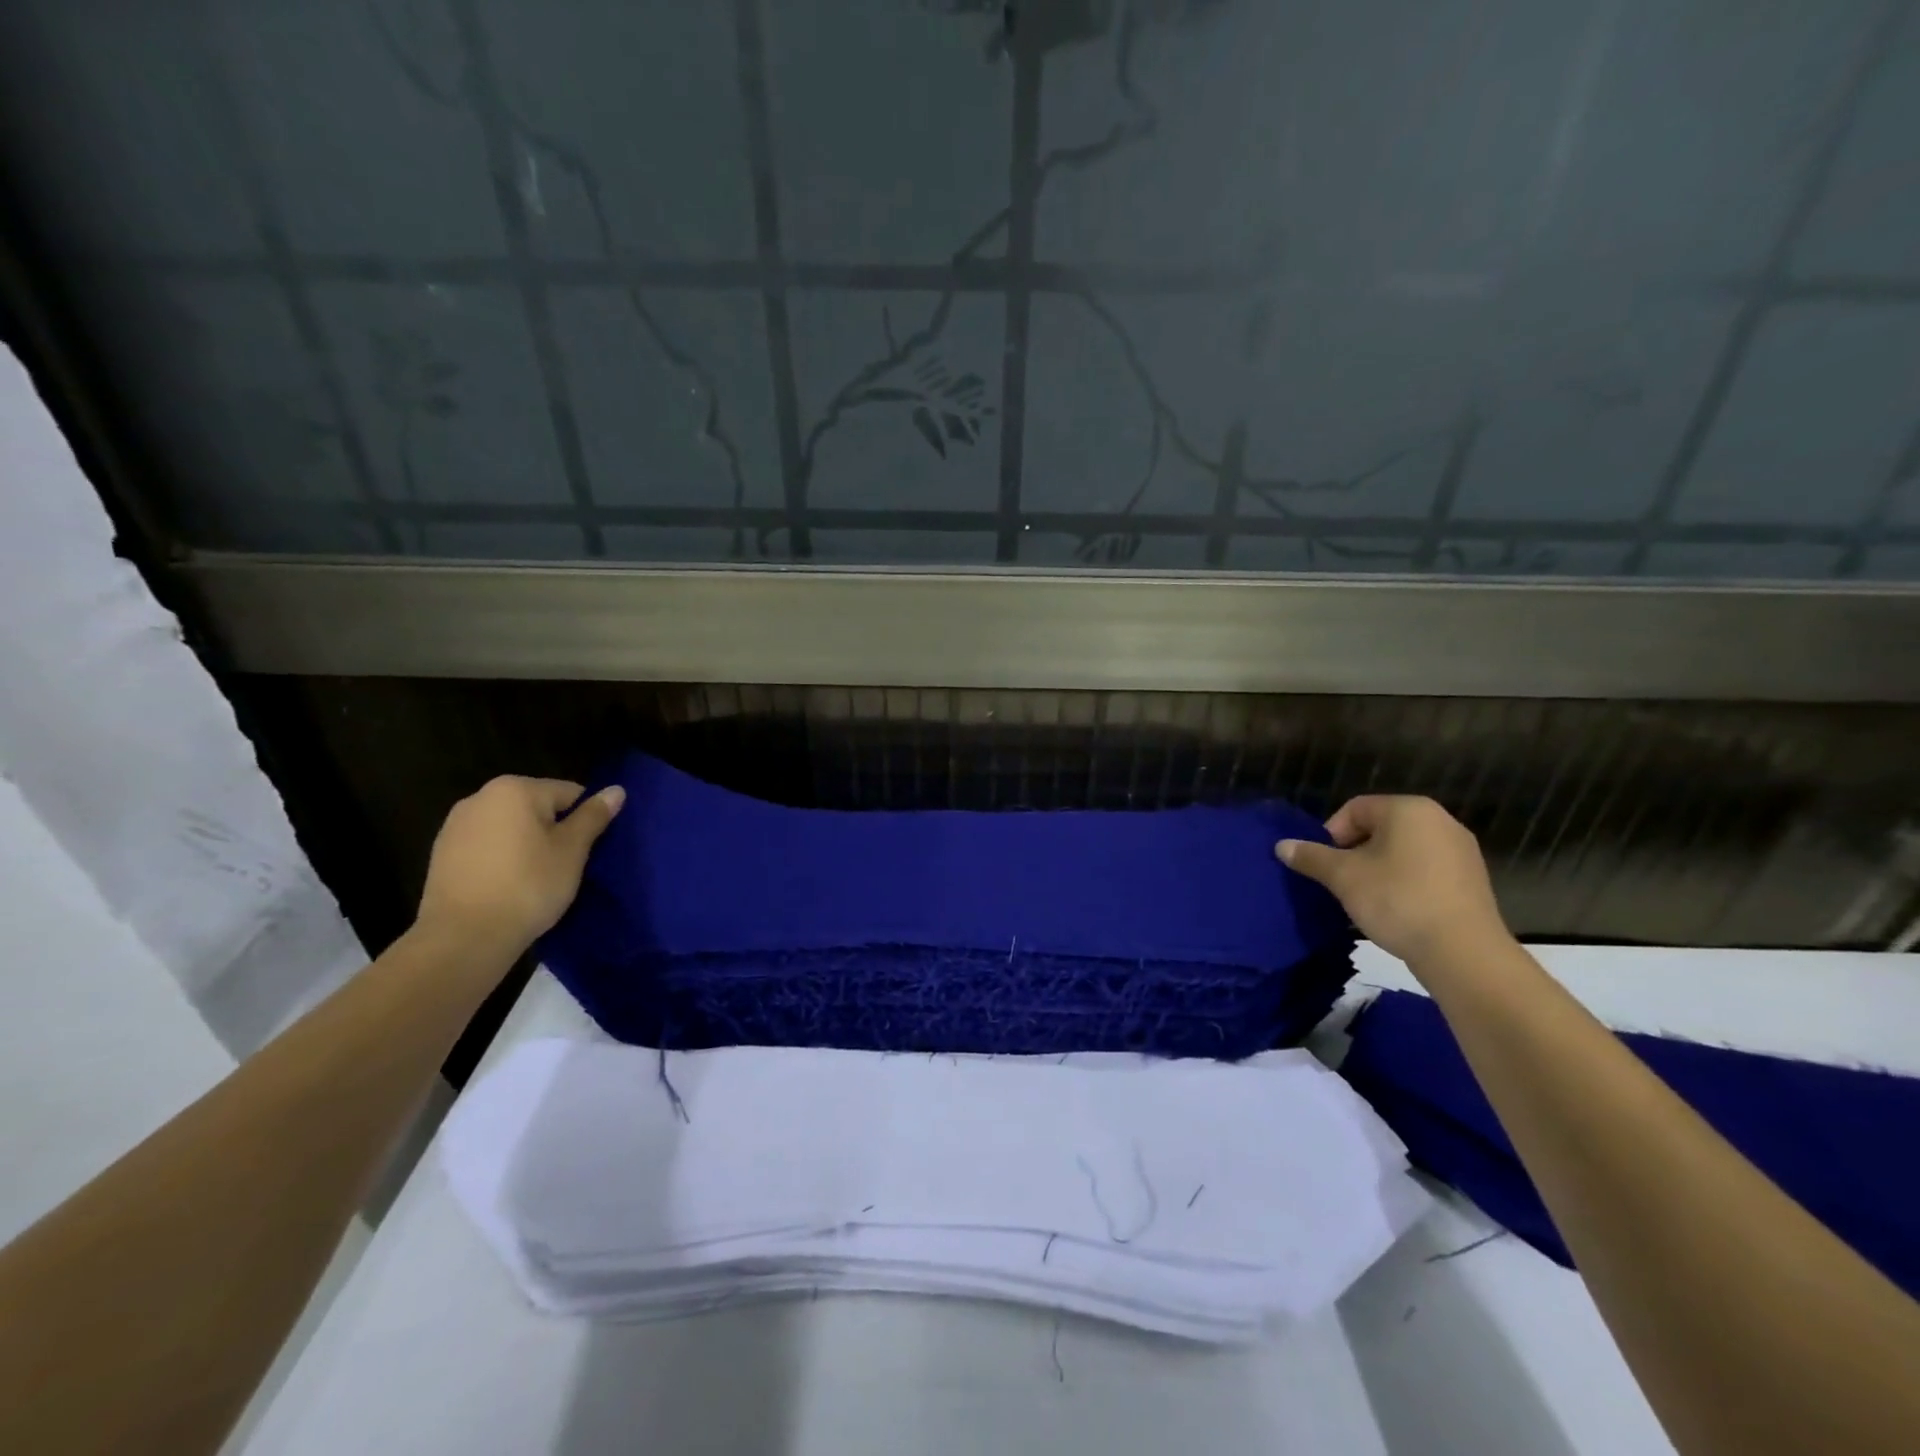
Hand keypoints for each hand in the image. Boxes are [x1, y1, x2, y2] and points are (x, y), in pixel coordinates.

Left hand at [414, 776, 624, 954]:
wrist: (464, 937)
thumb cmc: (528, 885)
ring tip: (535, 878)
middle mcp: (480, 797)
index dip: (584, 821)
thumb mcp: (572, 850)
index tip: (586, 851)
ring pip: (511, 828)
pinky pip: (487, 846)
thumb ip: (594, 816)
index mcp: (515, 789)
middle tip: (564, 866)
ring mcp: (455, 825)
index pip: (570, 794)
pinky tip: (507, 886)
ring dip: (527, 844)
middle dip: (554, 831)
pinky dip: (502, 859)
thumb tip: (617, 790)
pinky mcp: (441, 854)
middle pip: (537, 808)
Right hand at [1276, 795, 1506, 965]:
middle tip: (1340, 882)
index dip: (1330, 834)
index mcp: (1408, 809)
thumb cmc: (1397, 900)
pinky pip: (1425, 870)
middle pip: (1379, 828)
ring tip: (1365, 898)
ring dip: (1377, 869)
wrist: (1463, 953)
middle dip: (1353, 853)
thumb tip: (1282, 846)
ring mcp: (1460, 850)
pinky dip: (1404, 882)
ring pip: (1402, 850)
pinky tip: (1395, 909)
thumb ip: (1311, 857)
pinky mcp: (1472, 879)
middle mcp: (1439, 820)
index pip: (1354, 809)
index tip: (1323, 865)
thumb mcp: (1343, 877)